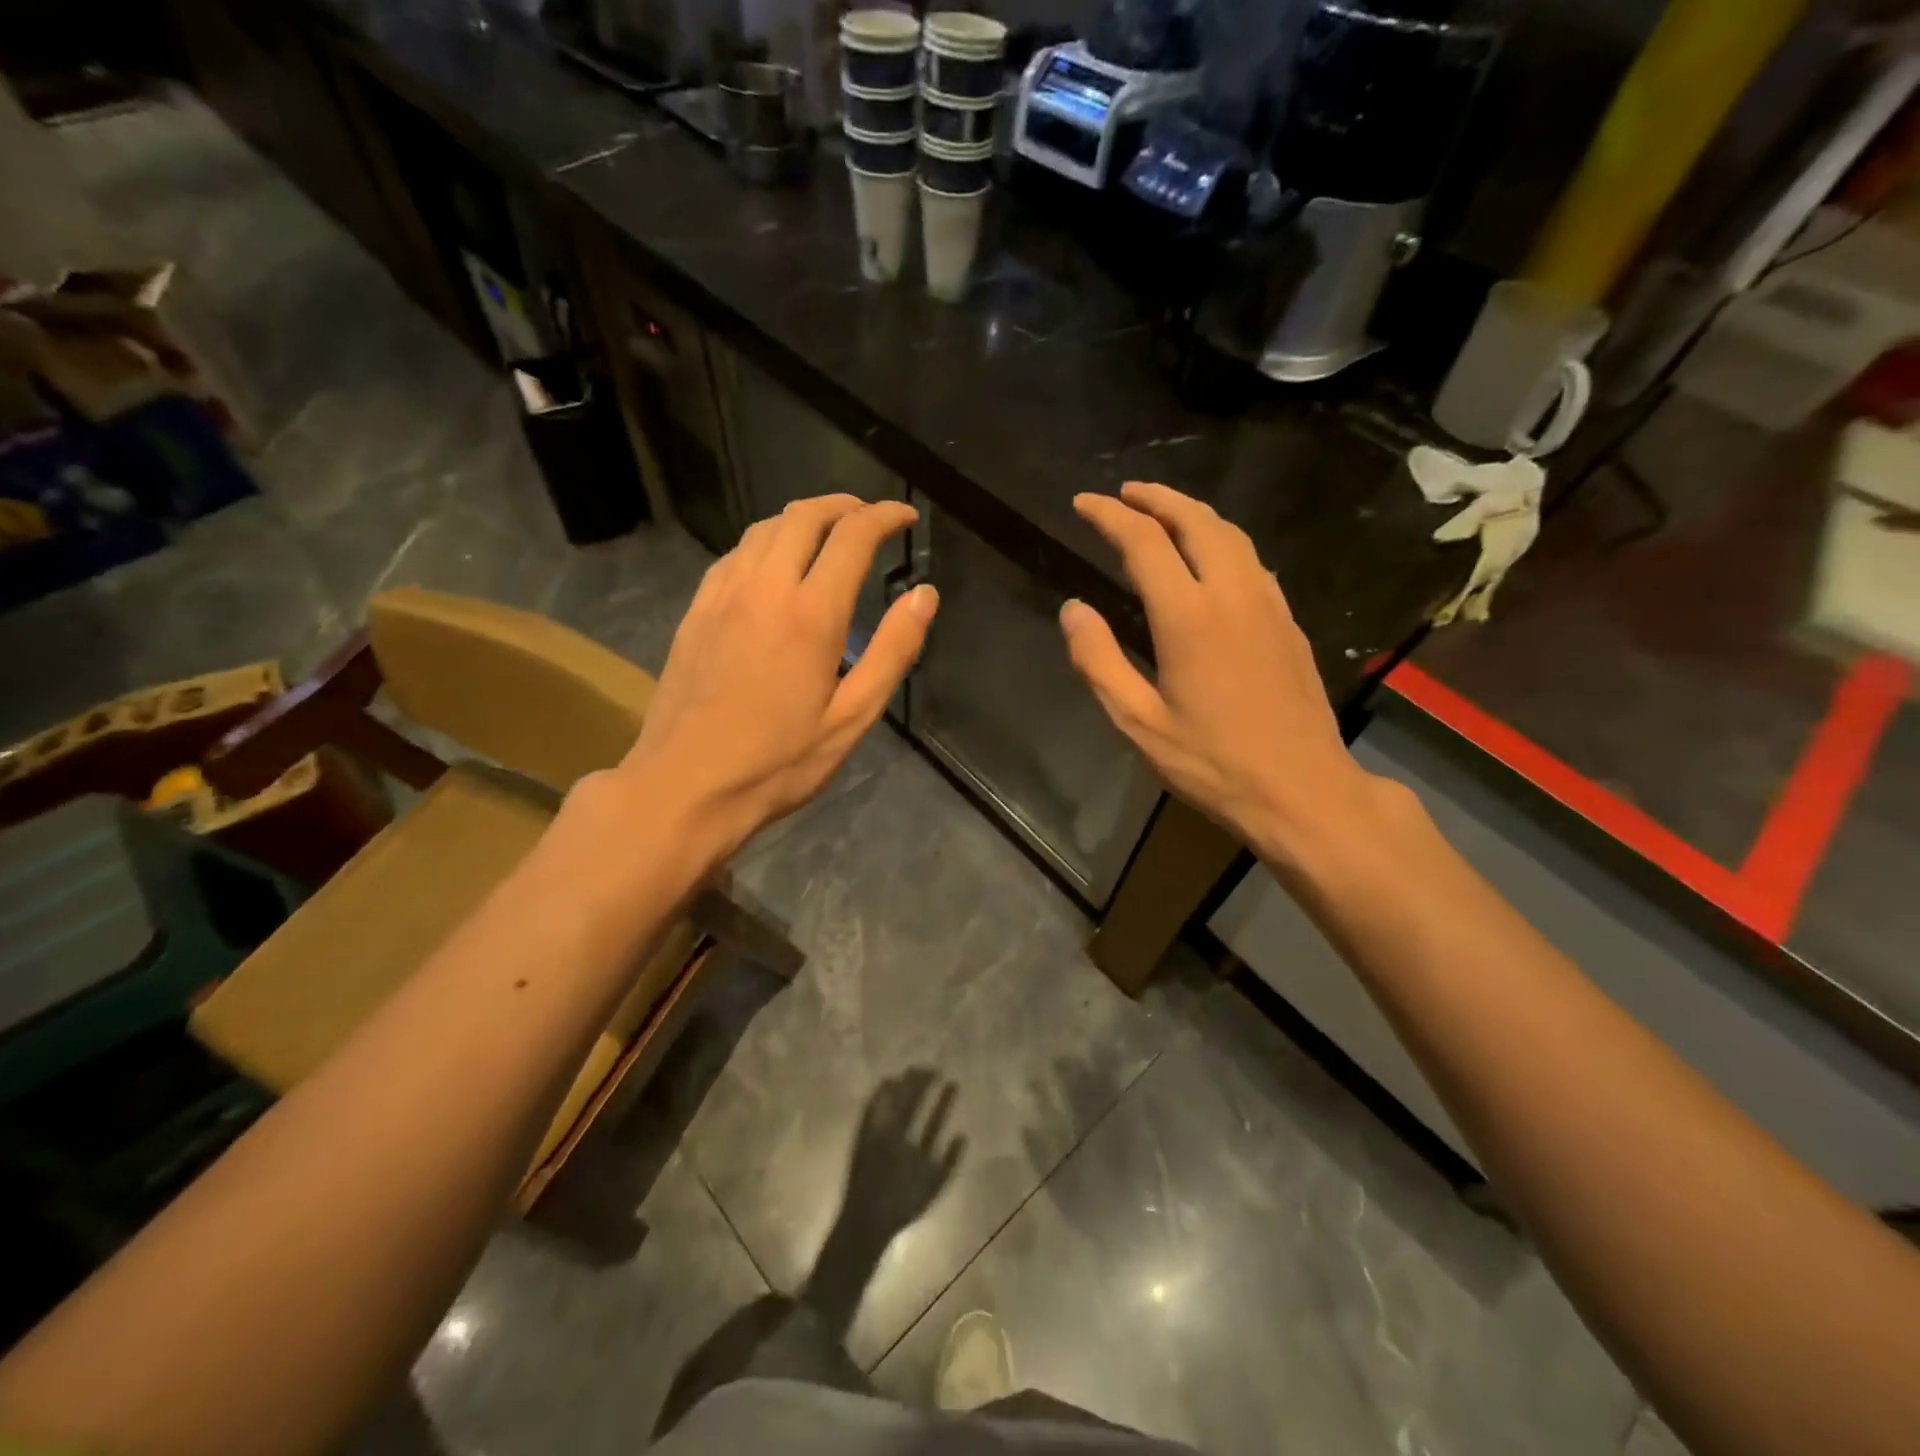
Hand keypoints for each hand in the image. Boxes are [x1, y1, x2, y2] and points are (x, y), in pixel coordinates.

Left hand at [617, 495, 935, 857]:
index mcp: (810, 614)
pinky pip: (734, 554)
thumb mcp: (852, 717)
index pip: (852, 536)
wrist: (686, 786)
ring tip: (828, 534)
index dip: (884, 516)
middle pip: (803, 516)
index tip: (906, 517)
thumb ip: (894, 651)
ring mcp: (722, 595)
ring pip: (764, 528)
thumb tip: (925, 595)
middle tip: (870, 518)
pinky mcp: (696, 611)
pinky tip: (774, 566)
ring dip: (803, 518)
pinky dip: (765, 542)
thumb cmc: (779, 761)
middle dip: (844, 506)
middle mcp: (764, 588)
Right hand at [1060, 481, 1385, 865]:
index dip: (1109, 516)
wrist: (1303, 791)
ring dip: (1192, 513)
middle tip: (1124, 494)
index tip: (1083, 503)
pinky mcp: (1289, 622)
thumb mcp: (1138, 723)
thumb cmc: (1212, 764)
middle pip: (1196, 521)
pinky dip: (1222, 540)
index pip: (1144, 542)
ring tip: (1163, 513)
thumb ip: (1099, 661)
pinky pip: (1252, 560)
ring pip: (1231, 534)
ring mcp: (1268, 605)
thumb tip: (1073, 609)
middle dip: (1157, 498)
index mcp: (1189, 616)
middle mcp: (1233, 594)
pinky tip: (1211, 558)